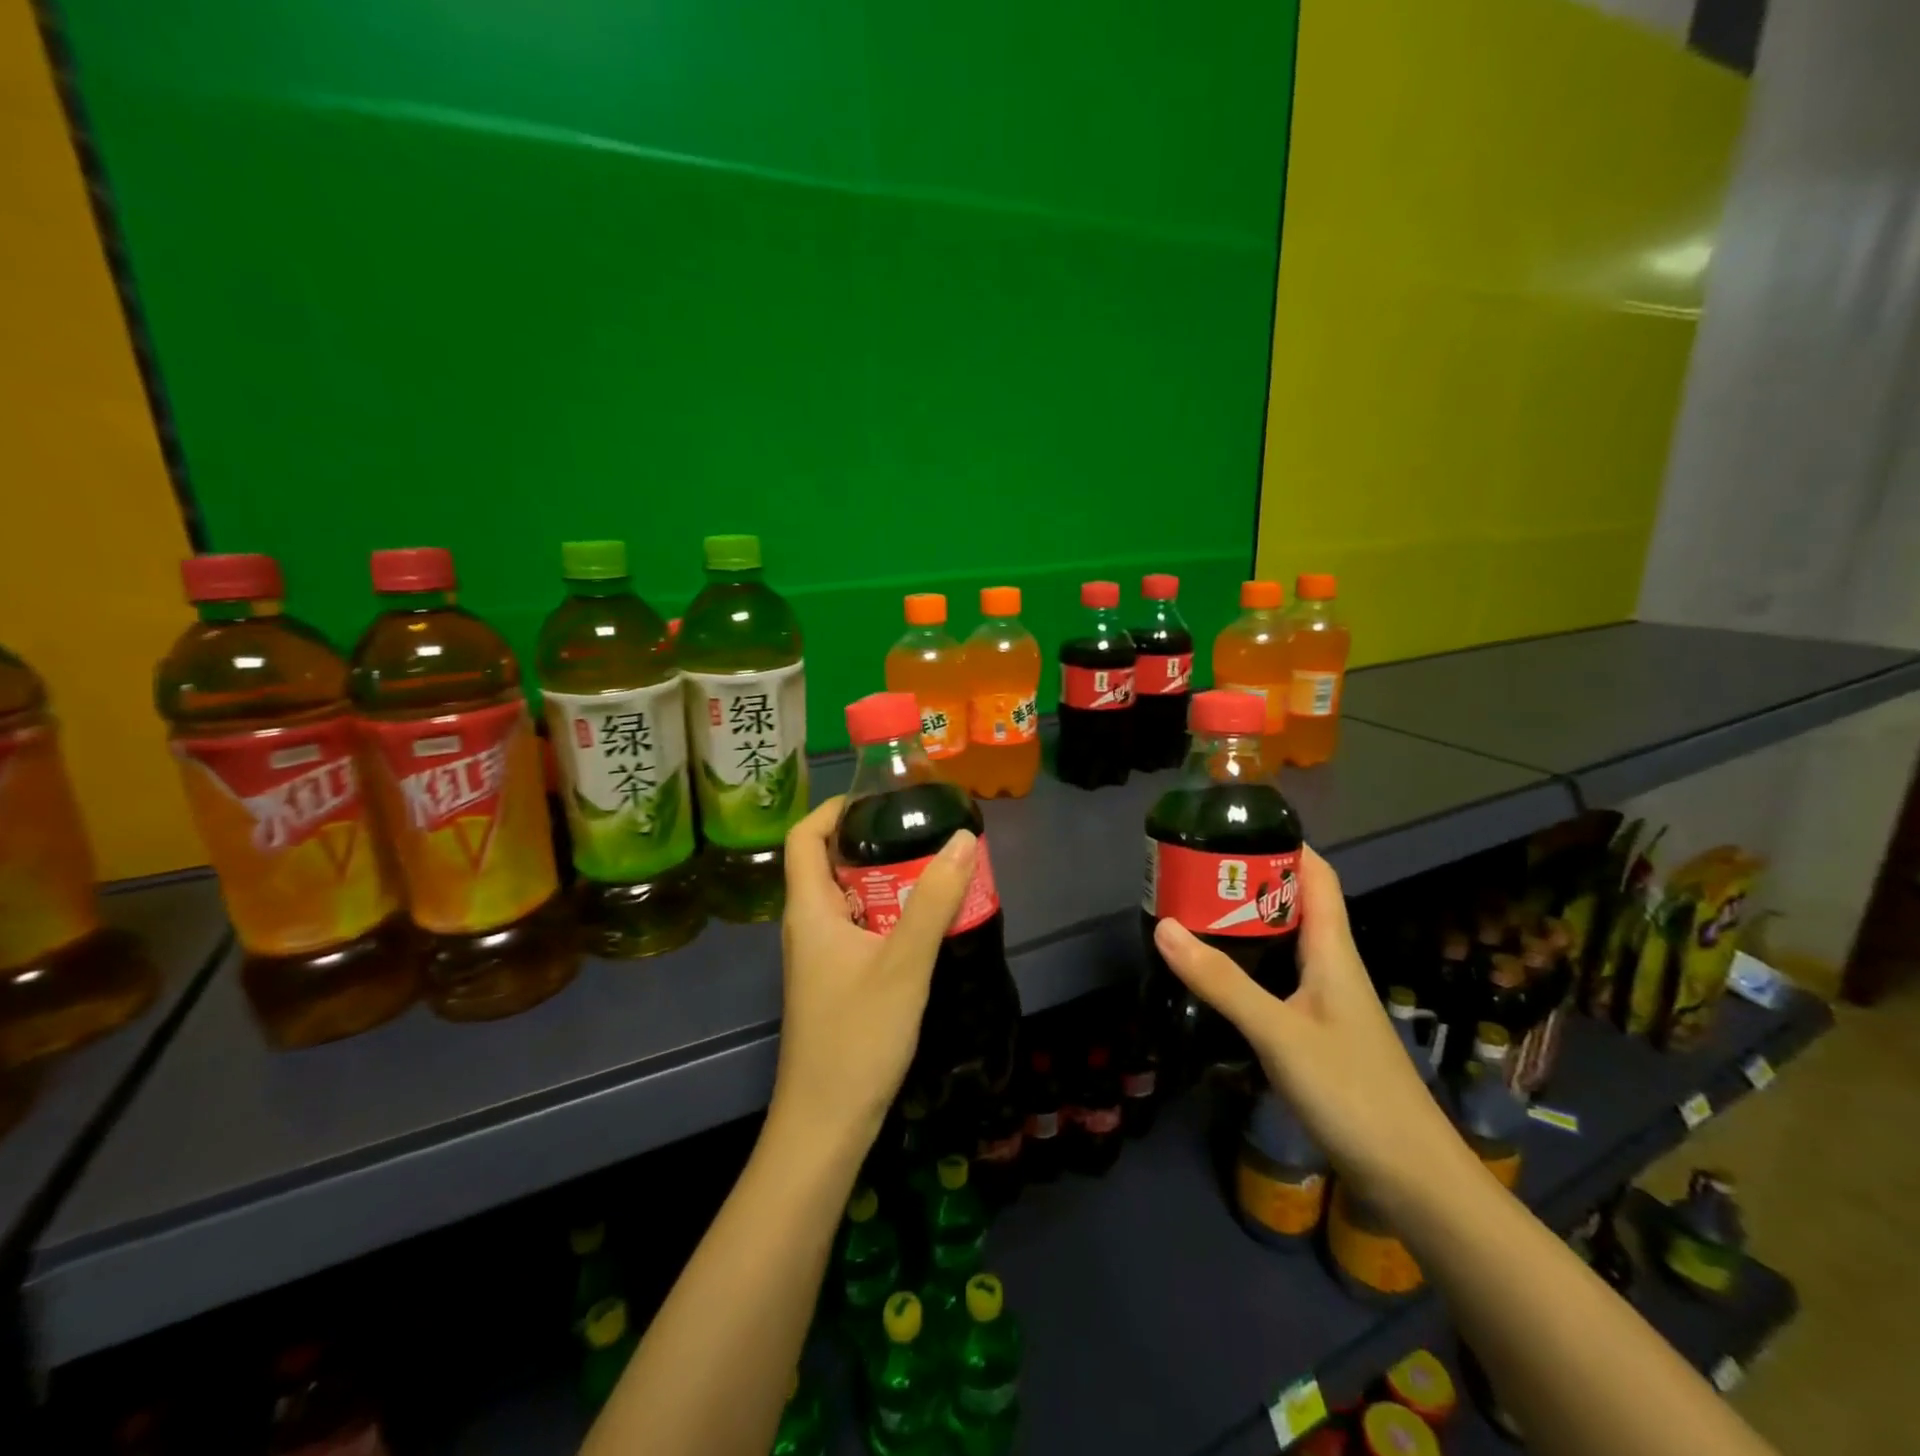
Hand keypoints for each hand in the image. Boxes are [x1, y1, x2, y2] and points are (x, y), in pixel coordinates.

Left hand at [771, 796, 979, 1146]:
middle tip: (924, 834)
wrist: (826, 1123)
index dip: (834, 809)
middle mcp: (808, 925)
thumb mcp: (903, 963)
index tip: (880, 800)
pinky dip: (890, 914)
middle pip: (830, 864)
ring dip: (888, 881)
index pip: (804, 837)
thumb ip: (933, 900)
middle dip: (876, 843)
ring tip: (935, 870)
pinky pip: (861, 929)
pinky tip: (927, 923)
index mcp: (809, 910)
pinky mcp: (836, 979)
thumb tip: (963, 839)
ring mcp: (821, 955)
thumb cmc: (857, 1036)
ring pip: (850, 899)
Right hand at [1152, 846, 1461, 1201]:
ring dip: (1246, 924)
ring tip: (1195, 913)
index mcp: (1334, 952)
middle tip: (1194, 872)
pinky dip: (1249, 965)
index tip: (1235, 827)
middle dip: (1249, 882)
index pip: (1317, 876)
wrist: (1413, 1180)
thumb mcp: (1279, 1032)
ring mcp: (1328, 1002)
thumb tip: (1164, 926)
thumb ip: (1222, 981)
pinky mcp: (1319, 1033)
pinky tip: (1218, 977)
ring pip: (1285, 944)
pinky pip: (1280, 980)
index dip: (1284, 844)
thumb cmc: (1353, 1093)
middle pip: (1294, 906)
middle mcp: (1333, 967)